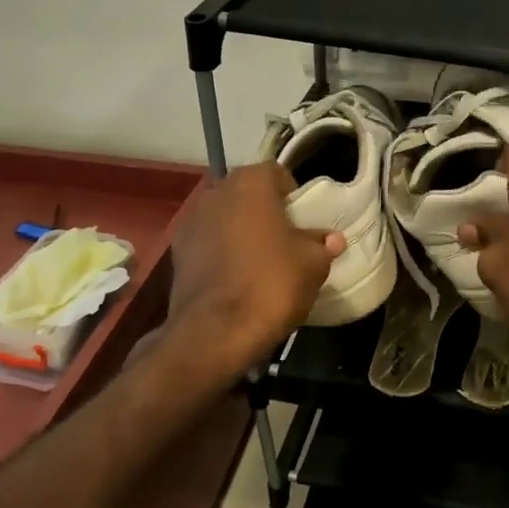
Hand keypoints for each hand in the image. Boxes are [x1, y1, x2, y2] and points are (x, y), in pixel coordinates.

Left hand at [162, 162, 342, 379]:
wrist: (215, 332)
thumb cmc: (271, 285)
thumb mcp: (312, 265)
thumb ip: (322, 245)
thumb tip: (331, 239)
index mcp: (250, 184)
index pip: (278, 174)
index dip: (294, 197)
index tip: (304, 224)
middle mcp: (216, 192)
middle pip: (248, 194)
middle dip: (266, 212)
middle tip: (285, 242)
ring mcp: (191, 221)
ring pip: (226, 218)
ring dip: (241, 231)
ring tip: (259, 263)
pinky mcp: (177, 251)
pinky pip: (209, 242)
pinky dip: (221, 252)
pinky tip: (235, 279)